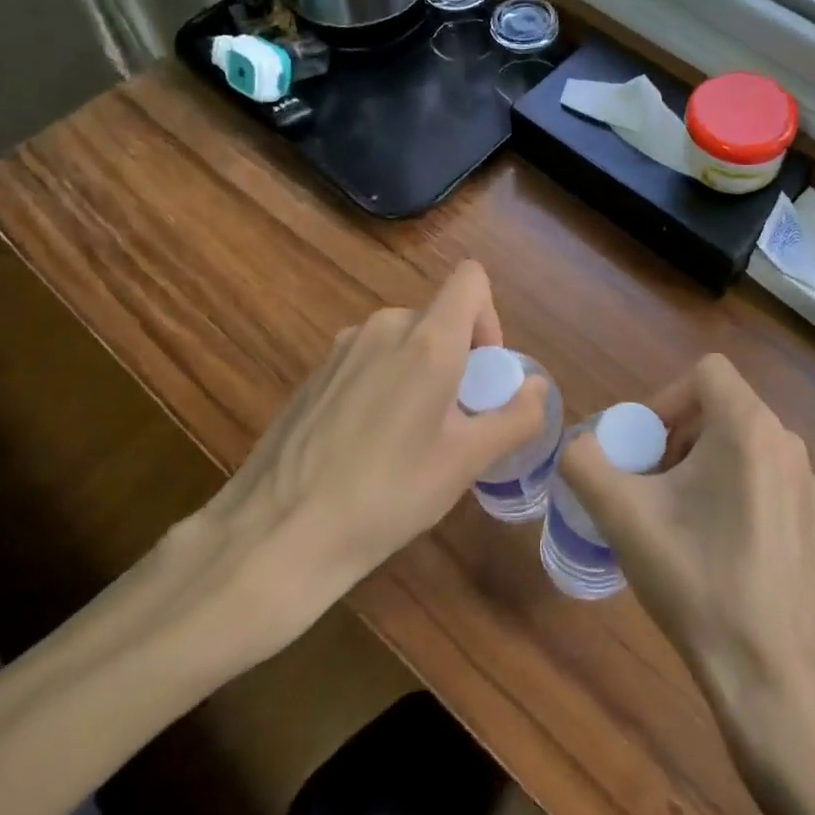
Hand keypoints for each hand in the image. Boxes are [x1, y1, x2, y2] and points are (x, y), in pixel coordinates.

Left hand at [180, 261, 547, 671]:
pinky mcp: (313, 375)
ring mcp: (341, 349)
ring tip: (407, 440)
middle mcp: (383, 328)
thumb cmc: (388, 494)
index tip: (482, 373)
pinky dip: (382, 386)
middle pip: (438, 317)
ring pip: (401, 342)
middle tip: (452, 422)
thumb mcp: (467, 462)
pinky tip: (364, 447)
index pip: (471, 279)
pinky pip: (367, 362)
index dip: (490, 316)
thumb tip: (537, 387)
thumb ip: (516, 417)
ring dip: (419, 373)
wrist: (277, 535)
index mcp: (427, 339)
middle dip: (456, 358)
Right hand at [558, 354, 814, 750]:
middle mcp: (785, 440)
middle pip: (719, 405)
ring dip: (697, 459)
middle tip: (648, 481)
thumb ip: (584, 464)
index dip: (664, 397)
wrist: (768, 670)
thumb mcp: (623, 516)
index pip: (705, 371)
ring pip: (738, 438)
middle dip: (675, 433)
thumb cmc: (696, 579)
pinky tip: (706, 537)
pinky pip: (758, 469)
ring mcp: (802, 478)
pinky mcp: (807, 513)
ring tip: (672, 511)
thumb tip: (576, 445)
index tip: (642, 446)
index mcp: (749, 427)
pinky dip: (725, 481)